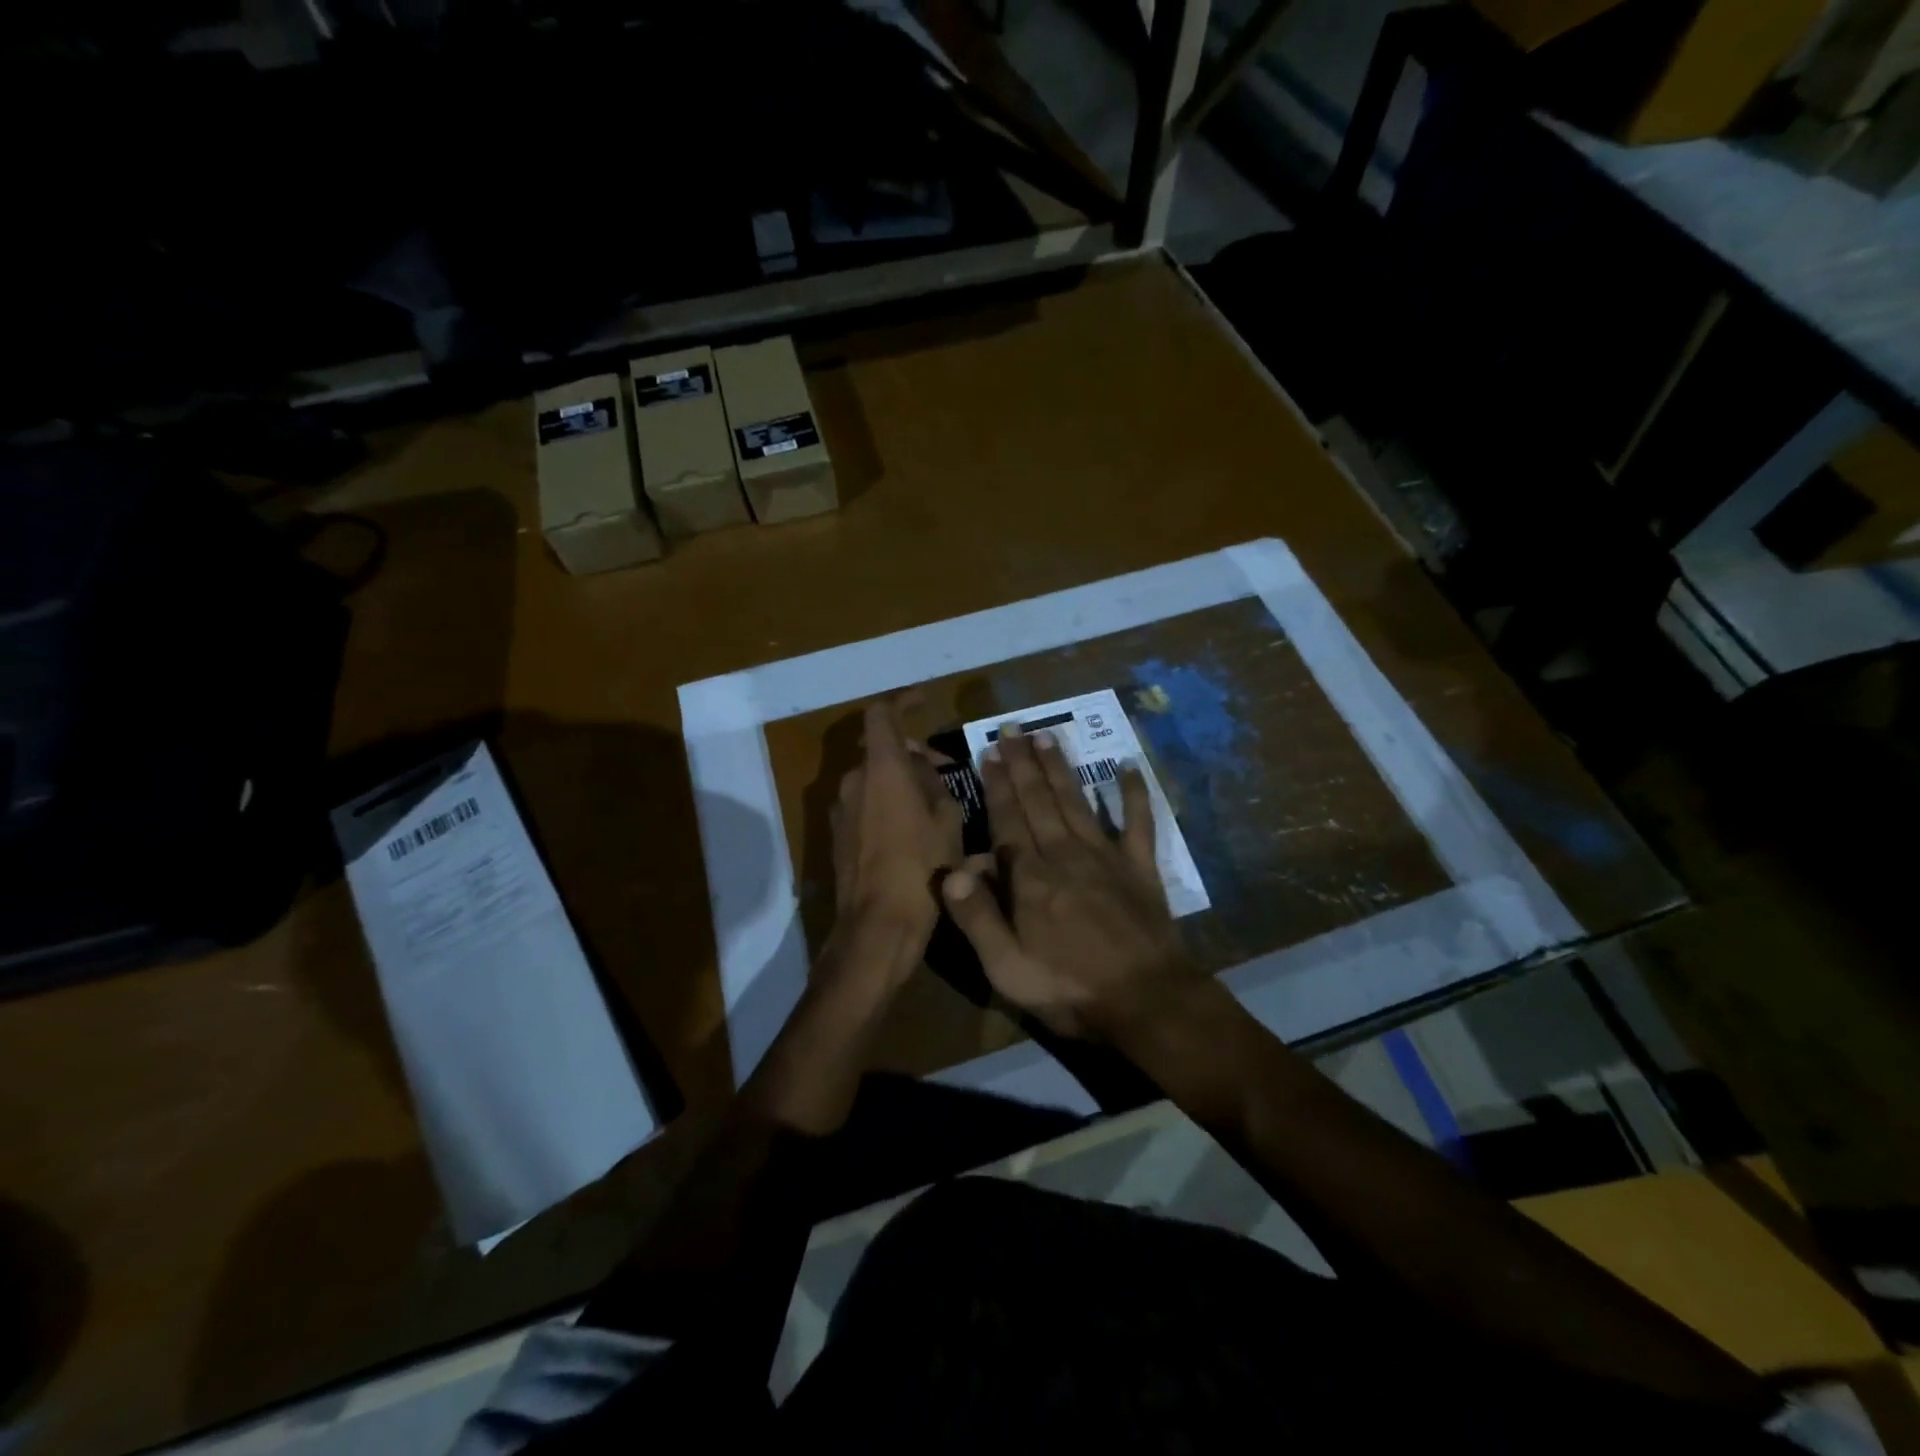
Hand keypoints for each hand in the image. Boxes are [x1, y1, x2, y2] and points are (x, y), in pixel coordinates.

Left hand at [828, 698, 963, 974]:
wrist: (876, 927)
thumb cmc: (921, 869)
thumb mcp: (947, 822)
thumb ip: (935, 785)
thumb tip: (924, 768)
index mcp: (882, 769)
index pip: (882, 714)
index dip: (903, 702)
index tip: (924, 702)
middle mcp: (854, 781)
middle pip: (881, 750)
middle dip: (912, 754)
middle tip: (945, 772)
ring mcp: (841, 809)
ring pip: (873, 779)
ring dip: (900, 781)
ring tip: (933, 805)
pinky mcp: (837, 836)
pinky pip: (864, 804)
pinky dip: (886, 803)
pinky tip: (911, 830)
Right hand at [940, 723, 1190, 1036]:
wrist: (1147, 1002)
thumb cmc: (1070, 989)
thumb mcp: (1007, 969)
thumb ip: (978, 918)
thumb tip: (952, 870)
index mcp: (1031, 878)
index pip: (1007, 821)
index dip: (997, 786)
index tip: (988, 752)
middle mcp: (1065, 855)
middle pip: (1039, 801)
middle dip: (1023, 764)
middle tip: (1013, 729)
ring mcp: (1107, 857)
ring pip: (1076, 802)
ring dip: (1061, 768)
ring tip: (1047, 737)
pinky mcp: (1140, 867)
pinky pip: (1138, 822)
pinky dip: (1134, 793)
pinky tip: (1128, 767)